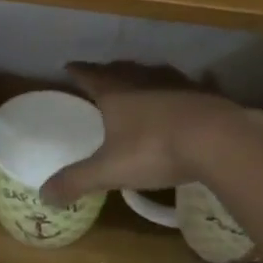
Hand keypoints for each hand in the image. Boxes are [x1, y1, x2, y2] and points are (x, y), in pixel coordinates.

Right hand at [39, 61, 243, 206]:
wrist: (218, 140)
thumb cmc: (155, 149)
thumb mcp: (110, 170)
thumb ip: (77, 181)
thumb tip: (43, 195)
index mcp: (115, 92)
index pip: (89, 75)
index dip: (77, 71)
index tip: (68, 67)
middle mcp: (142, 79)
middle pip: (120, 69)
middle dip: (108, 71)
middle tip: (101, 76)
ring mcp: (176, 82)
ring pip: (152, 73)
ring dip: (142, 76)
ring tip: (137, 83)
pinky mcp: (204, 93)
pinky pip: (187, 85)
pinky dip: (181, 88)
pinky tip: (189, 91)